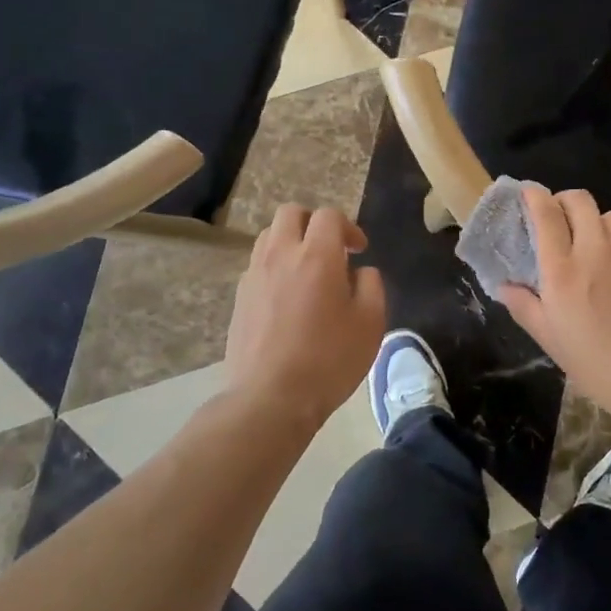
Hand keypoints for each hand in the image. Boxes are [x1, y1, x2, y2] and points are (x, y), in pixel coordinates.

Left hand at [224, 205, 386, 432]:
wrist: (270, 398)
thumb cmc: (329, 360)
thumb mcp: (370, 324)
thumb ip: (371, 286)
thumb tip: (360, 271)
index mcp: (317, 255)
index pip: (329, 216)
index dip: (348, 227)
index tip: (359, 250)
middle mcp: (281, 254)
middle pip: (291, 212)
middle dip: (313, 222)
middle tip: (330, 248)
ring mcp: (254, 274)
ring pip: (269, 235)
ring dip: (290, 240)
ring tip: (306, 269)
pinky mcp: (239, 297)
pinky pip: (257, 264)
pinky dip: (274, 266)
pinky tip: (287, 296)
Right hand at [496, 186, 610, 433]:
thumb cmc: (601, 368)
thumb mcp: (553, 343)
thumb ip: (525, 308)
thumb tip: (504, 285)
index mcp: (562, 271)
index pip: (545, 213)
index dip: (534, 196)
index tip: (529, 195)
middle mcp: (595, 249)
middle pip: (579, 200)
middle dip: (565, 202)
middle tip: (562, 221)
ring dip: (600, 224)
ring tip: (601, 245)